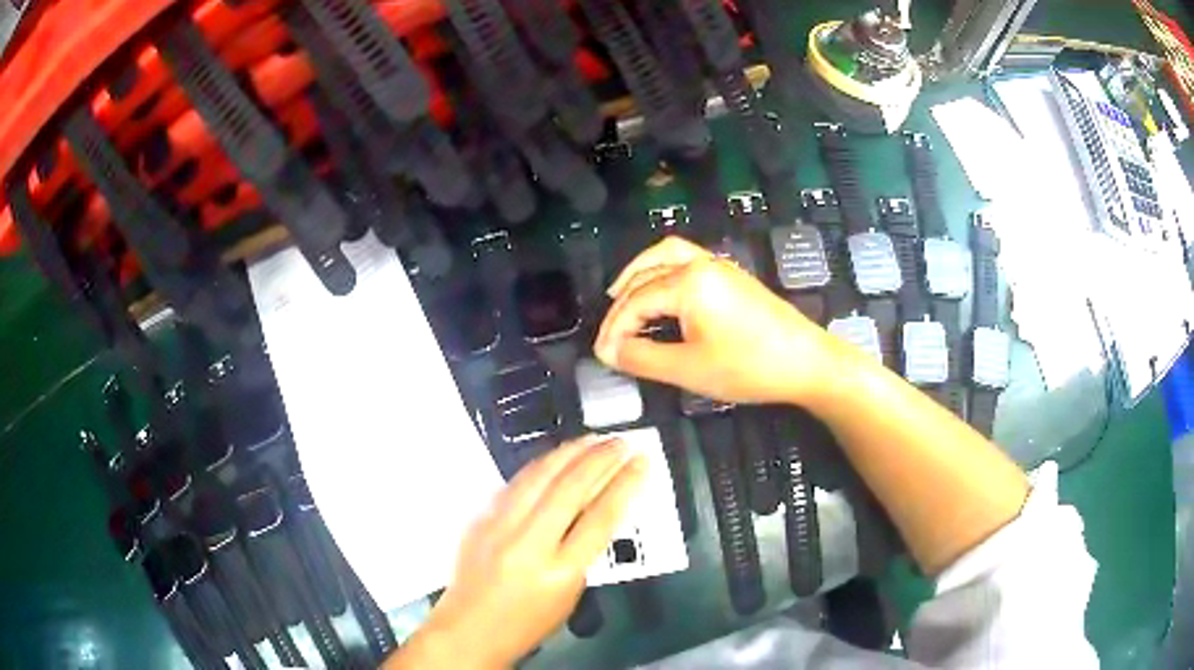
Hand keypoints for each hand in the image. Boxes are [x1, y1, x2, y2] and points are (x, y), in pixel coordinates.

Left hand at [386, 436, 646, 668]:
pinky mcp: (479, 519)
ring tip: (592, 438)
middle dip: (600, 459)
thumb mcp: (570, 594)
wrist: (469, 629)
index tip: (641, 462)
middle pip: (570, 489)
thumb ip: (585, 552)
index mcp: (559, 571)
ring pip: (538, 476)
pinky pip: (514, 483)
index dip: (625, 484)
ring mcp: (498, 527)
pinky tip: (555, 456)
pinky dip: (540, 465)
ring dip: (569, 452)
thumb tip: (598, 508)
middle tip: (621, 442)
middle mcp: (528, 544)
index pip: (600, 518)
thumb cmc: (528, 622)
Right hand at [594, 236, 849, 405]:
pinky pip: (685, 261)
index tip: (601, 356)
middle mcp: (700, 263)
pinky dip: (662, 272)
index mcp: (688, 281)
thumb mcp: (689, 368)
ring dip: (639, 274)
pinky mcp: (731, 276)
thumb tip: (608, 351)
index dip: (614, 329)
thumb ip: (642, 358)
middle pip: (646, 274)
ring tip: (620, 297)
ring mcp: (719, 266)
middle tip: (609, 337)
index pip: (636, 301)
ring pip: (666, 256)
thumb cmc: (749, 366)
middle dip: (621, 304)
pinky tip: (661, 295)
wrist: (806, 361)